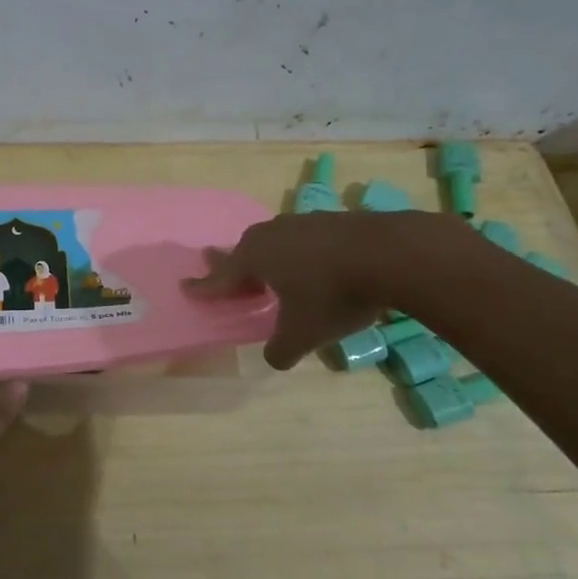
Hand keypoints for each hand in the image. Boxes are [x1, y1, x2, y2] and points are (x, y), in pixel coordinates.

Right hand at [185, 209, 446, 368]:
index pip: (221, 277)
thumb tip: (274, 359)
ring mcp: (304, 222)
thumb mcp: (304, 334)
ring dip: (271, 258)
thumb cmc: (334, 294)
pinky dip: (302, 254)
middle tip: (231, 277)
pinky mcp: (334, 220)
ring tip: (275, 273)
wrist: (391, 253)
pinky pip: (305, 238)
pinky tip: (316, 266)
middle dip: (236, 266)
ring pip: (276, 240)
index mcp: (255, 258)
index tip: (186, 287)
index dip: (204, 287)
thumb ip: (281, 350)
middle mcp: (272, 234)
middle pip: (245, 250)